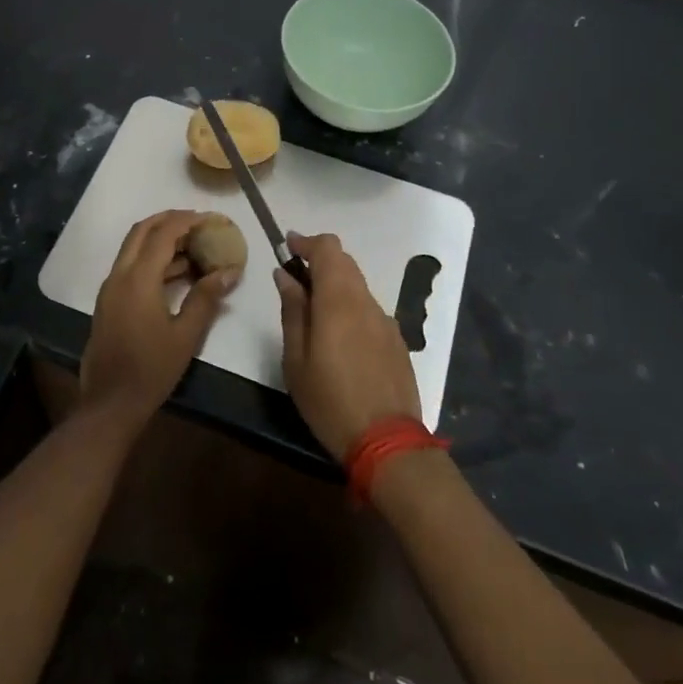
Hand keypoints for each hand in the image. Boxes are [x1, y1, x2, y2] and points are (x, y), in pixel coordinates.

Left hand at [81, 210, 236, 427]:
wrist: (110, 403)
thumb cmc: (151, 369)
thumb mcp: (186, 335)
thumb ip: (206, 298)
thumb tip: (230, 271)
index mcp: (138, 279)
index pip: (163, 234)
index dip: (187, 221)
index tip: (210, 218)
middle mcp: (119, 276)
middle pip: (141, 232)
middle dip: (168, 220)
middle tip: (196, 222)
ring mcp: (110, 289)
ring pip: (133, 248)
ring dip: (159, 240)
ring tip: (193, 247)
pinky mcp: (108, 302)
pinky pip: (129, 267)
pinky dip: (150, 259)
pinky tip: (176, 274)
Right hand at [276, 233, 421, 461]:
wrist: (387, 441)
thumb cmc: (330, 400)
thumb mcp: (296, 359)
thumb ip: (293, 311)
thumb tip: (285, 275)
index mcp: (339, 300)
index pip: (328, 248)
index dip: (307, 242)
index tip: (287, 247)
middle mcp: (366, 302)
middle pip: (345, 263)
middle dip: (320, 262)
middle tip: (295, 281)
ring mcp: (386, 321)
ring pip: (358, 287)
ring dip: (335, 286)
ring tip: (314, 315)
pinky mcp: (397, 341)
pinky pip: (369, 311)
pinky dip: (351, 308)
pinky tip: (340, 341)